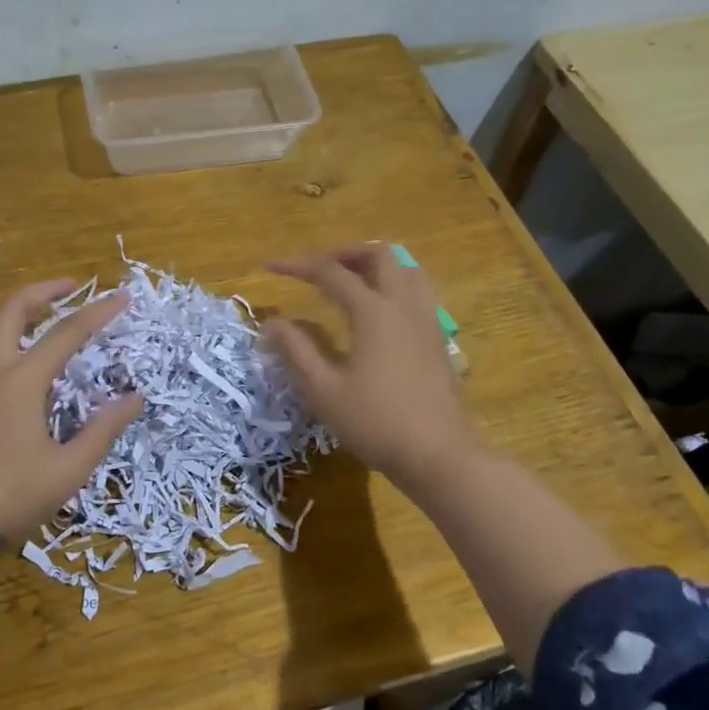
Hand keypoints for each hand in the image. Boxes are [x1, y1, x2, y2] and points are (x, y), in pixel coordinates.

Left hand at [0, 280, 143, 555]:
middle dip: (43, 289)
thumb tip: (135, 398)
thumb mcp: (68, 469)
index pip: (67, 332)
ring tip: (31, 314)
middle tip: (68, 285)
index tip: (122, 297)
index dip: (98, 312)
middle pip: (12, 308)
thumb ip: (103, 429)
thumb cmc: (8, 497)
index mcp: (21, 381)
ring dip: (9, 310)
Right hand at [264, 245, 476, 488]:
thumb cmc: (376, 423)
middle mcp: (404, 305)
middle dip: (343, 254)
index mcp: (373, 311)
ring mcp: (428, 320)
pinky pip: (419, 292)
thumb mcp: (323, 390)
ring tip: (350, 281)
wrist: (439, 456)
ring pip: (406, 269)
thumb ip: (297, 350)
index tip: (269, 267)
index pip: (330, 272)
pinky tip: (379, 313)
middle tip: (317, 270)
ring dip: (375, 265)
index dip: (297, 266)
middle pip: (378, 255)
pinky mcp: (439, 339)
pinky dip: (394, 286)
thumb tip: (272, 322)